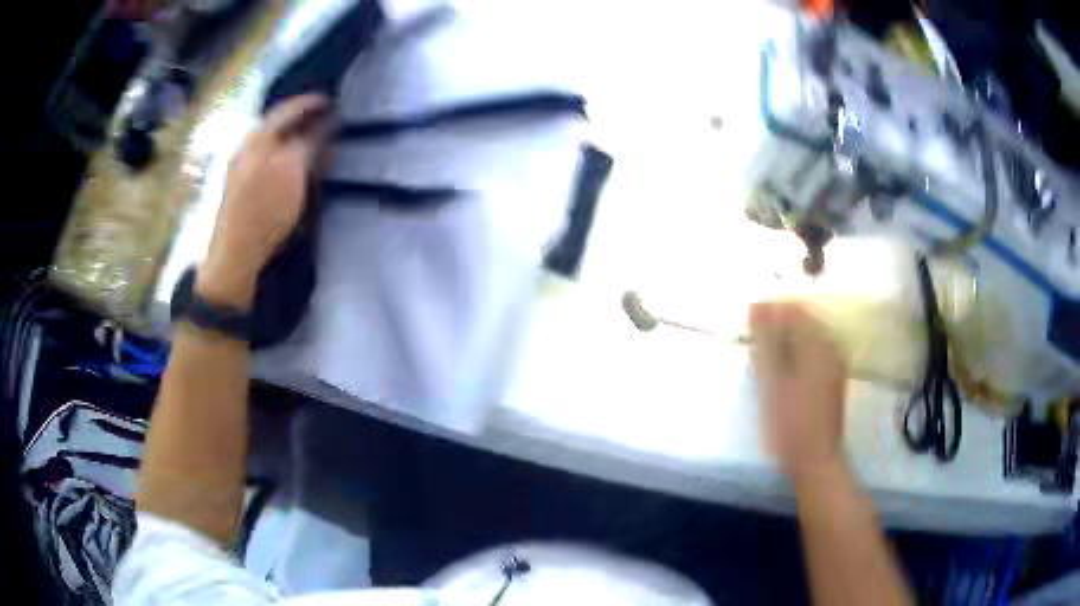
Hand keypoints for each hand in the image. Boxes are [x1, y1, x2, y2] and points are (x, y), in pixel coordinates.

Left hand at [198, 95, 330, 307]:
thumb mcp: (293, 173)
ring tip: (311, 140)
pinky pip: (264, 158)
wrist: (235, 256)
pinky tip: (291, 164)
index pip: (286, 110)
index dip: (309, 103)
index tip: (330, 101)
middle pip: (276, 124)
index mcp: (258, 139)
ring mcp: (240, 168)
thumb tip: (323, 124)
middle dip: (299, 119)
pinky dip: (282, 153)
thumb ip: (308, 144)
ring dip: (291, 137)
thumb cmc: (265, 212)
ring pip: (269, 142)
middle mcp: (246, 147)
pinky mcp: (239, 187)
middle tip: (323, 118)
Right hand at [749, 302, 848, 482]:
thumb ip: (766, 341)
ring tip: (764, 357)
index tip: (748, 326)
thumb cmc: (790, 423)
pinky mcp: (833, 379)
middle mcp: (832, 347)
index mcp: (819, 343)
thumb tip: (757, 304)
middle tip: (753, 343)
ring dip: (785, 341)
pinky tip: (782, 371)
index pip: (793, 309)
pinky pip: (813, 353)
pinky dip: (795, 354)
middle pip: (802, 321)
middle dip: (777, 326)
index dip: (768, 313)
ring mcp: (835, 363)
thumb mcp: (771, 380)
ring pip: (807, 338)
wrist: (815, 461)